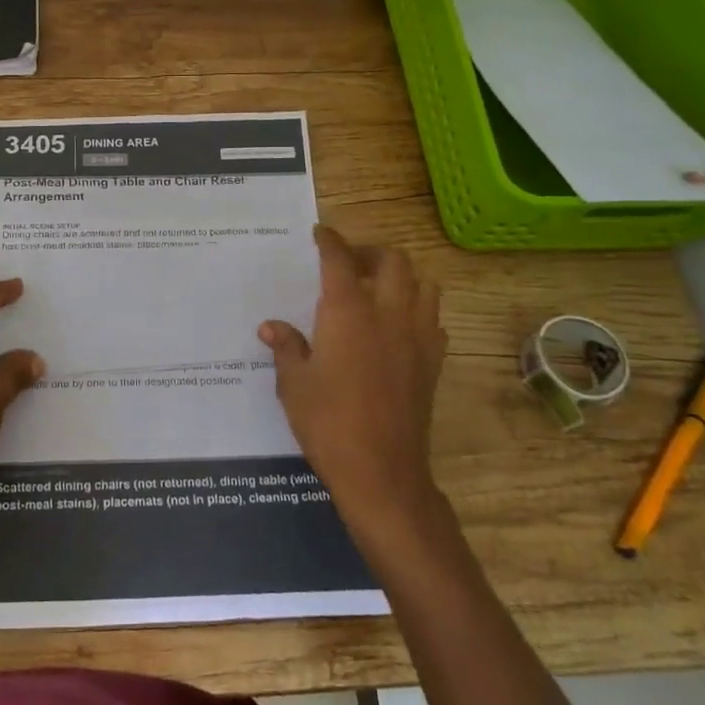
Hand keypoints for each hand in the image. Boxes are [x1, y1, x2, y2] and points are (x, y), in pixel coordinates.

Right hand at [259, 226, 449, 555]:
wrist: (382, 471)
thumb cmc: (328, 423)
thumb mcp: (294, 383)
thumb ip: (287, 347)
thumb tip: (272, 327)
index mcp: (349, 313)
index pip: (340, 260)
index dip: (330, 241)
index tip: (319, 233)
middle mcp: (389, 314)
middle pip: (393, 261)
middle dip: (370, 252)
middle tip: (348, 262)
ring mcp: (417, 337)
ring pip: (423, 284)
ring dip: (401, 276)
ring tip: (376, 288)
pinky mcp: (433, 362)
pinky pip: (432, 319)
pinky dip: (416, 309)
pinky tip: (396, 327)